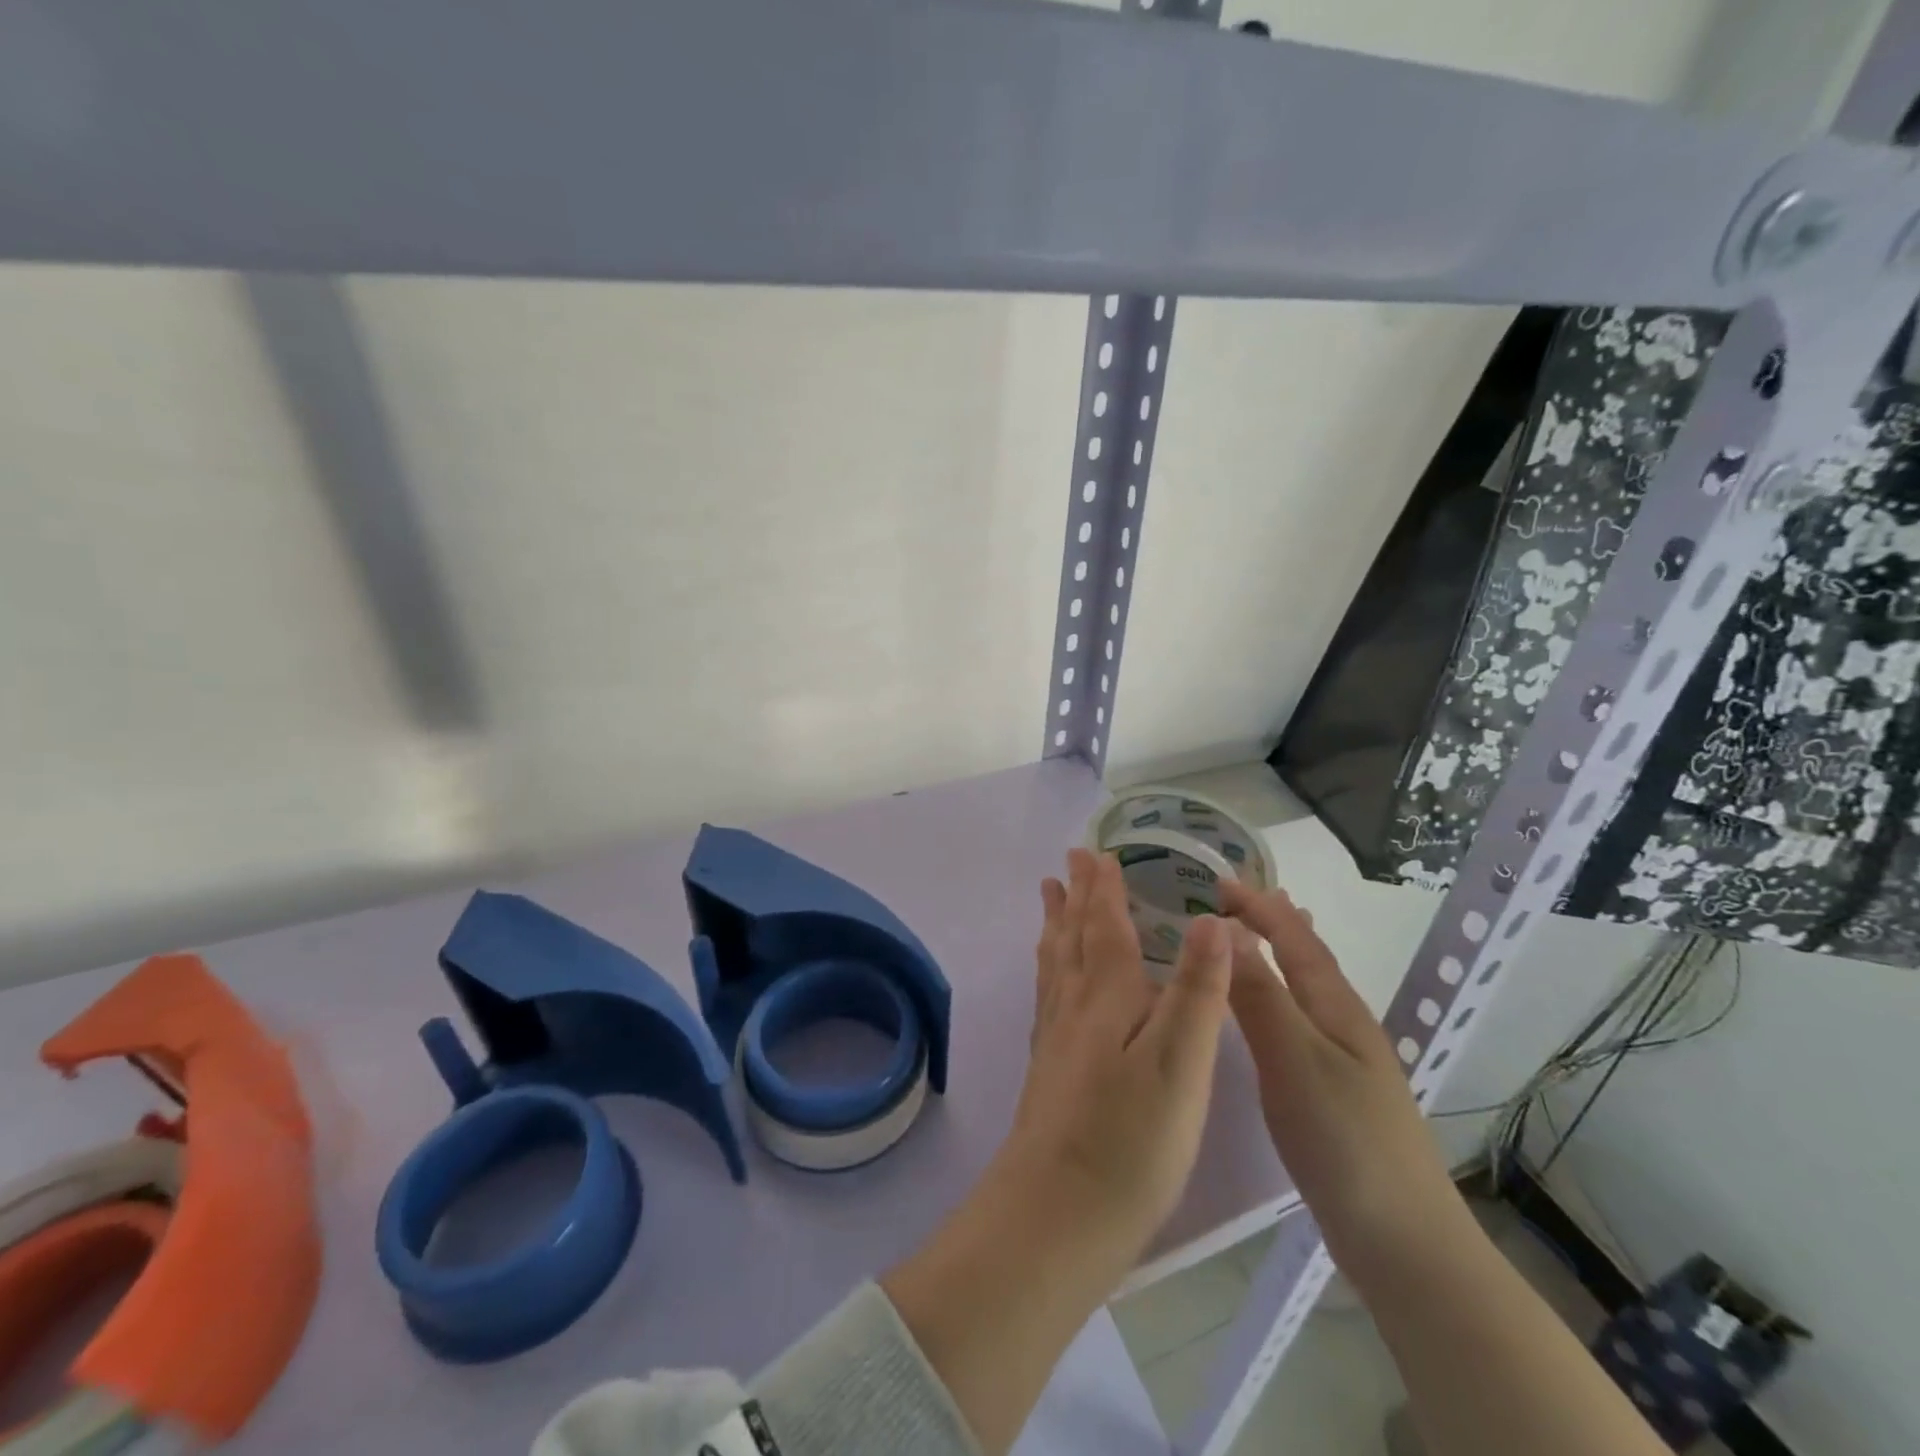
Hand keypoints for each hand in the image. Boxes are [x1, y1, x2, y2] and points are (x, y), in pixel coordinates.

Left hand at [1000, 848, 1234, 1268]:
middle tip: (1069, 861)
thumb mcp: (1180, 1063)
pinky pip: (1047, 993)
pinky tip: (1052, 979)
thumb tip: (1209, 919)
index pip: (1105, 926)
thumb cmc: (1130, 1139)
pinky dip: (1050, 967)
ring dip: (1056, 924)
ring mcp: (1055, 1037)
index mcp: (1106, 996)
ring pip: (1054, 962)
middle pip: (1073, 936)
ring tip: (1049, 898)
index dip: (1104, 888)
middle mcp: (1073, 1005)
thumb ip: (1195, 991)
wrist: (1057, 1213)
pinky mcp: (1048, 1068)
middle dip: (1076, 896)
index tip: (1096, 852)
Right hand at [1217, 880, 1467, 1288]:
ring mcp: (1345, 1060)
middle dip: (1273, 921)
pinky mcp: (1336, 1092)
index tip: (1218, 881)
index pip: (1294, 939)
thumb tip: (1226, 929)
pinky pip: (1300, 1020)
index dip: (1259, 907)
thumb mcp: (1293, 1059)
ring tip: (1259, 936)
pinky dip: (1280, 995)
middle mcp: (1344, 1024)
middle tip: (1237, 898)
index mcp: (1336, 1008)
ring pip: (1306, 989)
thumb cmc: (1345, 1141)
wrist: (1404, 1242)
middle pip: (1308, 957)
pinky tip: (1271, 1015)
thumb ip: (1259, 994)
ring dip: (1279, 955)